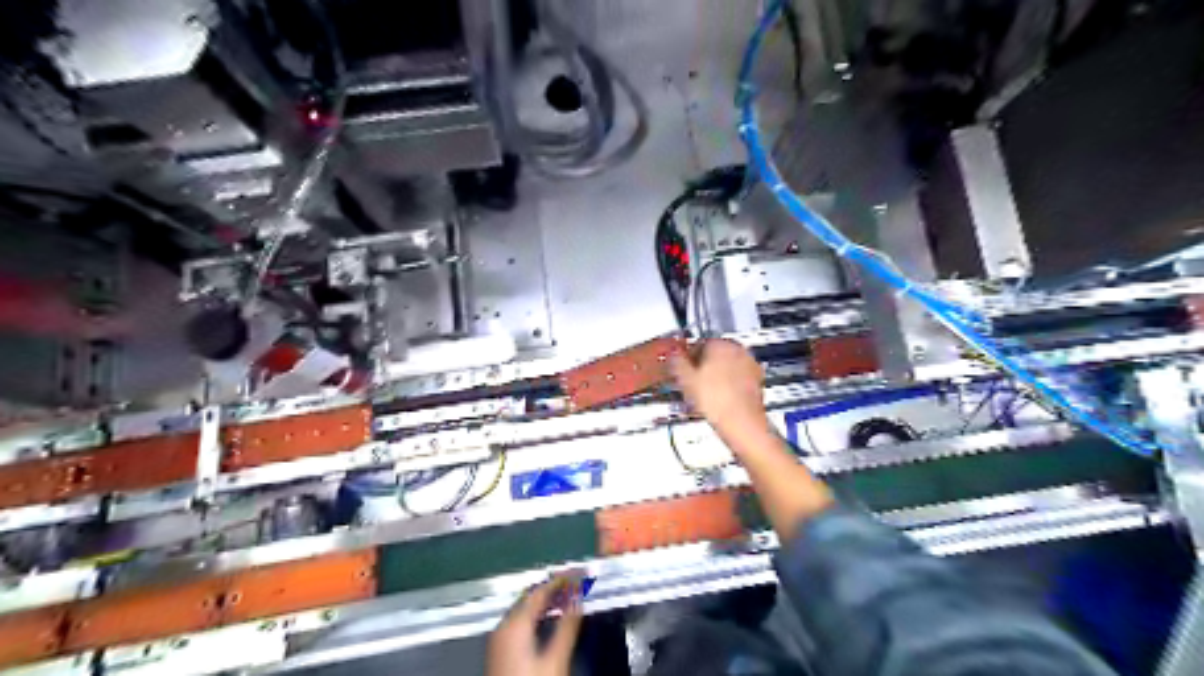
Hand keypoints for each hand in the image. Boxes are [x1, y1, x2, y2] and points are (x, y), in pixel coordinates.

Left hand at [486, 576, 586, 674]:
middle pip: (530, 597)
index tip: (581, 571)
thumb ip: (568, 624)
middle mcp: (503, 625)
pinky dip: (536, 614)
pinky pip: (519, 621)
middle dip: (554, 588)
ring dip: (546, 601)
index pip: (540, 590)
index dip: (562, 580)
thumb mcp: (556, 658)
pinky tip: (549, 618)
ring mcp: (499, 639)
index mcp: (515, 623)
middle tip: (576, 582)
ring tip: (568, 596)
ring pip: (524, 609)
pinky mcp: (500, 651)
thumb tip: (579, 596)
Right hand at [667, 338, 770, 442]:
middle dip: (703, 365)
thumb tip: (673, 355)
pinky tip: (718, 398)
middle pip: (714, 353)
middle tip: (692, 380)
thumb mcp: (685, 379)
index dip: (688, 356)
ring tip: (704, 392)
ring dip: (715, 375)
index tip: (683, 367)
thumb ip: (676, 362)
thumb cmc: (718, 401)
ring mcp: (750, 365)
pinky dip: (728, 384)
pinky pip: (737, 378)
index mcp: (720, 344)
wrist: (742, 423)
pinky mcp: (756, 381)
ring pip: (726, 366)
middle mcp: (738, 350)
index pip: (699, 343)